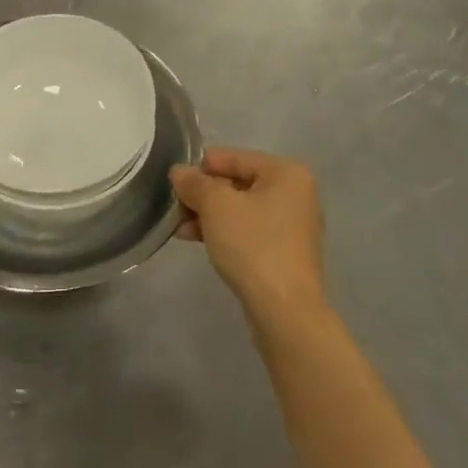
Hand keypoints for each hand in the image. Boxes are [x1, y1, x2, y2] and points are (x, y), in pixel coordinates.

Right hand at [171, 149, 325, 322]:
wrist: (284, 309)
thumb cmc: (253, 245)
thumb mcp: (216, 206)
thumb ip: (195, 183)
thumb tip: (179, 172)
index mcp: (286, 172)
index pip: (233, 157)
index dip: (199, 167)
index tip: (172, 182)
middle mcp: (295, 193)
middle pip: (237, 182)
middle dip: (202, 195)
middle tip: (173, 207)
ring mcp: (291, 224)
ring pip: (239, 208)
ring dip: (208, 215)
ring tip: (179, 227)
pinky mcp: (283, 251)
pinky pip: (247, 230)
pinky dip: (222, 231)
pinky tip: (195, 239)